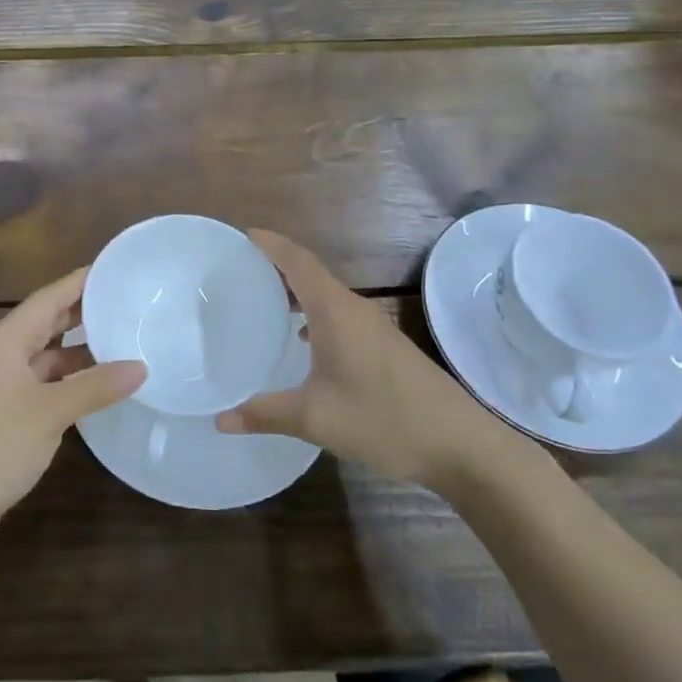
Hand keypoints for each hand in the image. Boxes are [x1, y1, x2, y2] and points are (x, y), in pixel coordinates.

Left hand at [0, 267, 145, 549]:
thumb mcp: (52, 411)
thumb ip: (96, 386)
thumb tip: (141, 367)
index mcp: (4, 340)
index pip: (48, 298)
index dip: (80, 282)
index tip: (113, 269)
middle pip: (45, 324)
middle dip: (82, 314)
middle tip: (124, 303)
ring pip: (44, 357)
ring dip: (77, 352)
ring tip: (120, 344)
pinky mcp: (2, 414)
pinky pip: (41, 384)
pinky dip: (67, 381)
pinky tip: (94, 387)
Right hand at [216, 231, 514, 491]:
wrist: (460, 444)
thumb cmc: (384, 420)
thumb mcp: (315, 419)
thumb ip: (265, 414)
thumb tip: (220, 420)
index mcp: (334, 311)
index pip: (297, 261)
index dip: (270, 244)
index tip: (241, 236)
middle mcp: (353, 308)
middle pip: (310, 272)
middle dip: (276, 264)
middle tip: (239, 270)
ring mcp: (373, 326)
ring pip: (326, 294)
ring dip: (296, 289)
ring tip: (263, 299)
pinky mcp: (384, 345)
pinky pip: (339, 313)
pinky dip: (313, 312)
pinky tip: (301, 340)